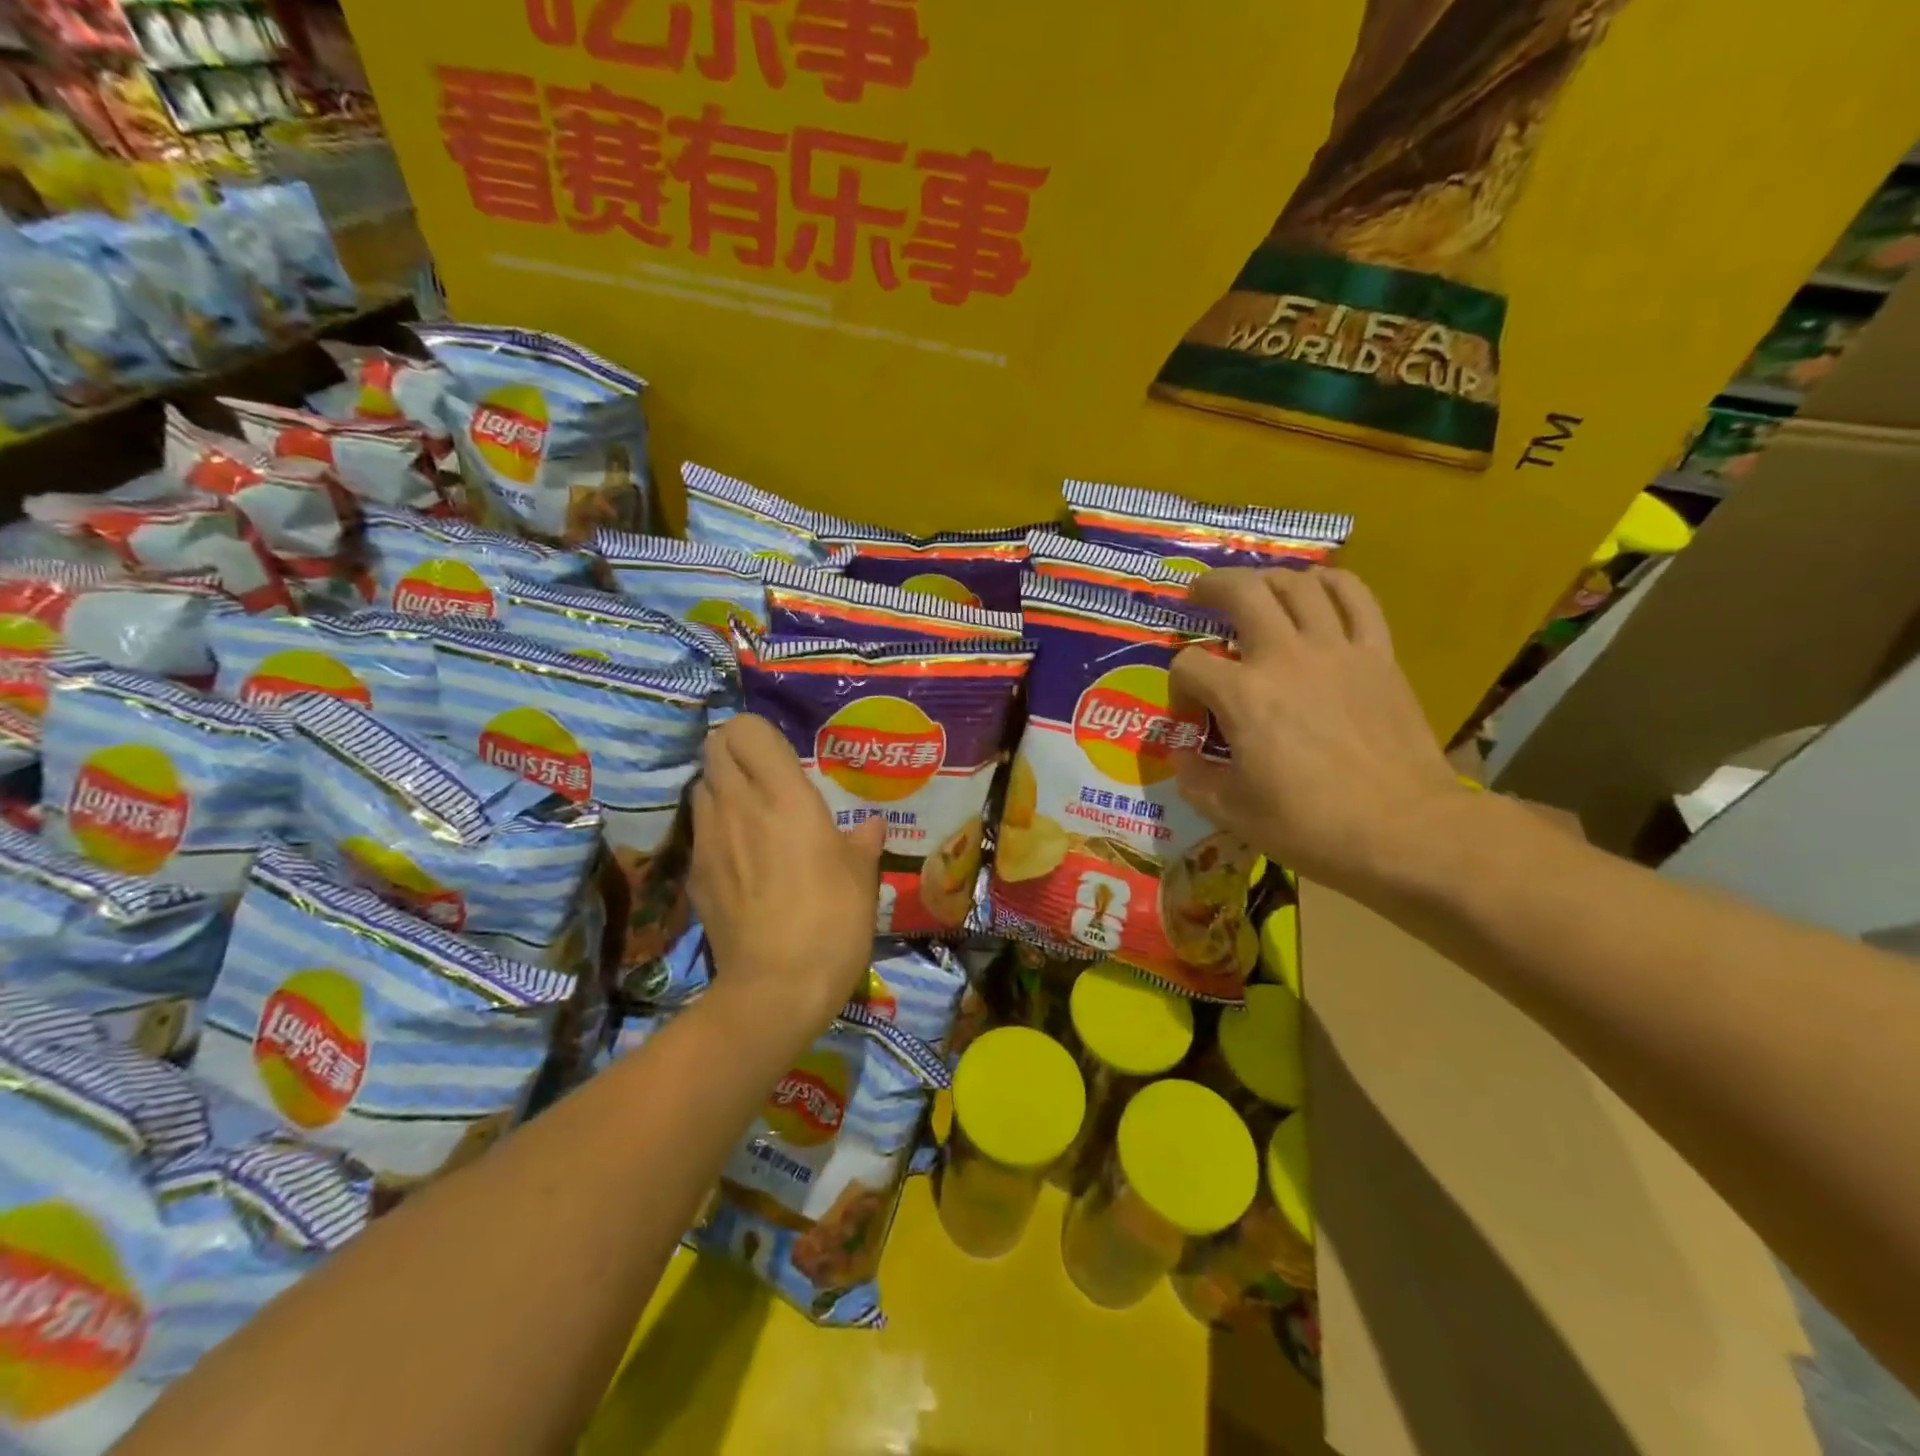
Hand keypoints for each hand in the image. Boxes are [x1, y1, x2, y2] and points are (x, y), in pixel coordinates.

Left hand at [688, 715, 885, 1040]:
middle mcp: (738, 805)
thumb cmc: (832, 920)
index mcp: (783, 794)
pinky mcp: (695, 873)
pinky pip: (700, 829)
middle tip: (764, 775)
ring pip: (702, 785)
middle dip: (734, 750)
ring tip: (750, 812)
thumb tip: (871, 826)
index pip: (746, 729)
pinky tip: (739, 857)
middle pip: (714, 747)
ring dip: (722, 787)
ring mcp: (709, 839)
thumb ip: (863, 841)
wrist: (776, 986)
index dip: (759, 733)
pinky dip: (715, 827)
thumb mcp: (862, 877)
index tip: (781, 754)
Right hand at [1170, 568, 1471, 890]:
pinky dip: (1331, 582)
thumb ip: (1193, 776)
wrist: (1404, 830)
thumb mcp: (1230, 812)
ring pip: (1297, 584)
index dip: (1178, 684)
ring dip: (1266, 579)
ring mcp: (1336, 650)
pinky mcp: (1378, 655)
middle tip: (1198, 597)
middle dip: (1210, 588)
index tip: (1189, 712)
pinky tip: (1316, 587)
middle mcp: (1284, 657)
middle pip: (1241, 592)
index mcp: (1242, 695)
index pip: (1189, 664)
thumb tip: (1184, 753)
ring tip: (1254, 589)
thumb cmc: (1310, 826)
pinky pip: (1356, 597)